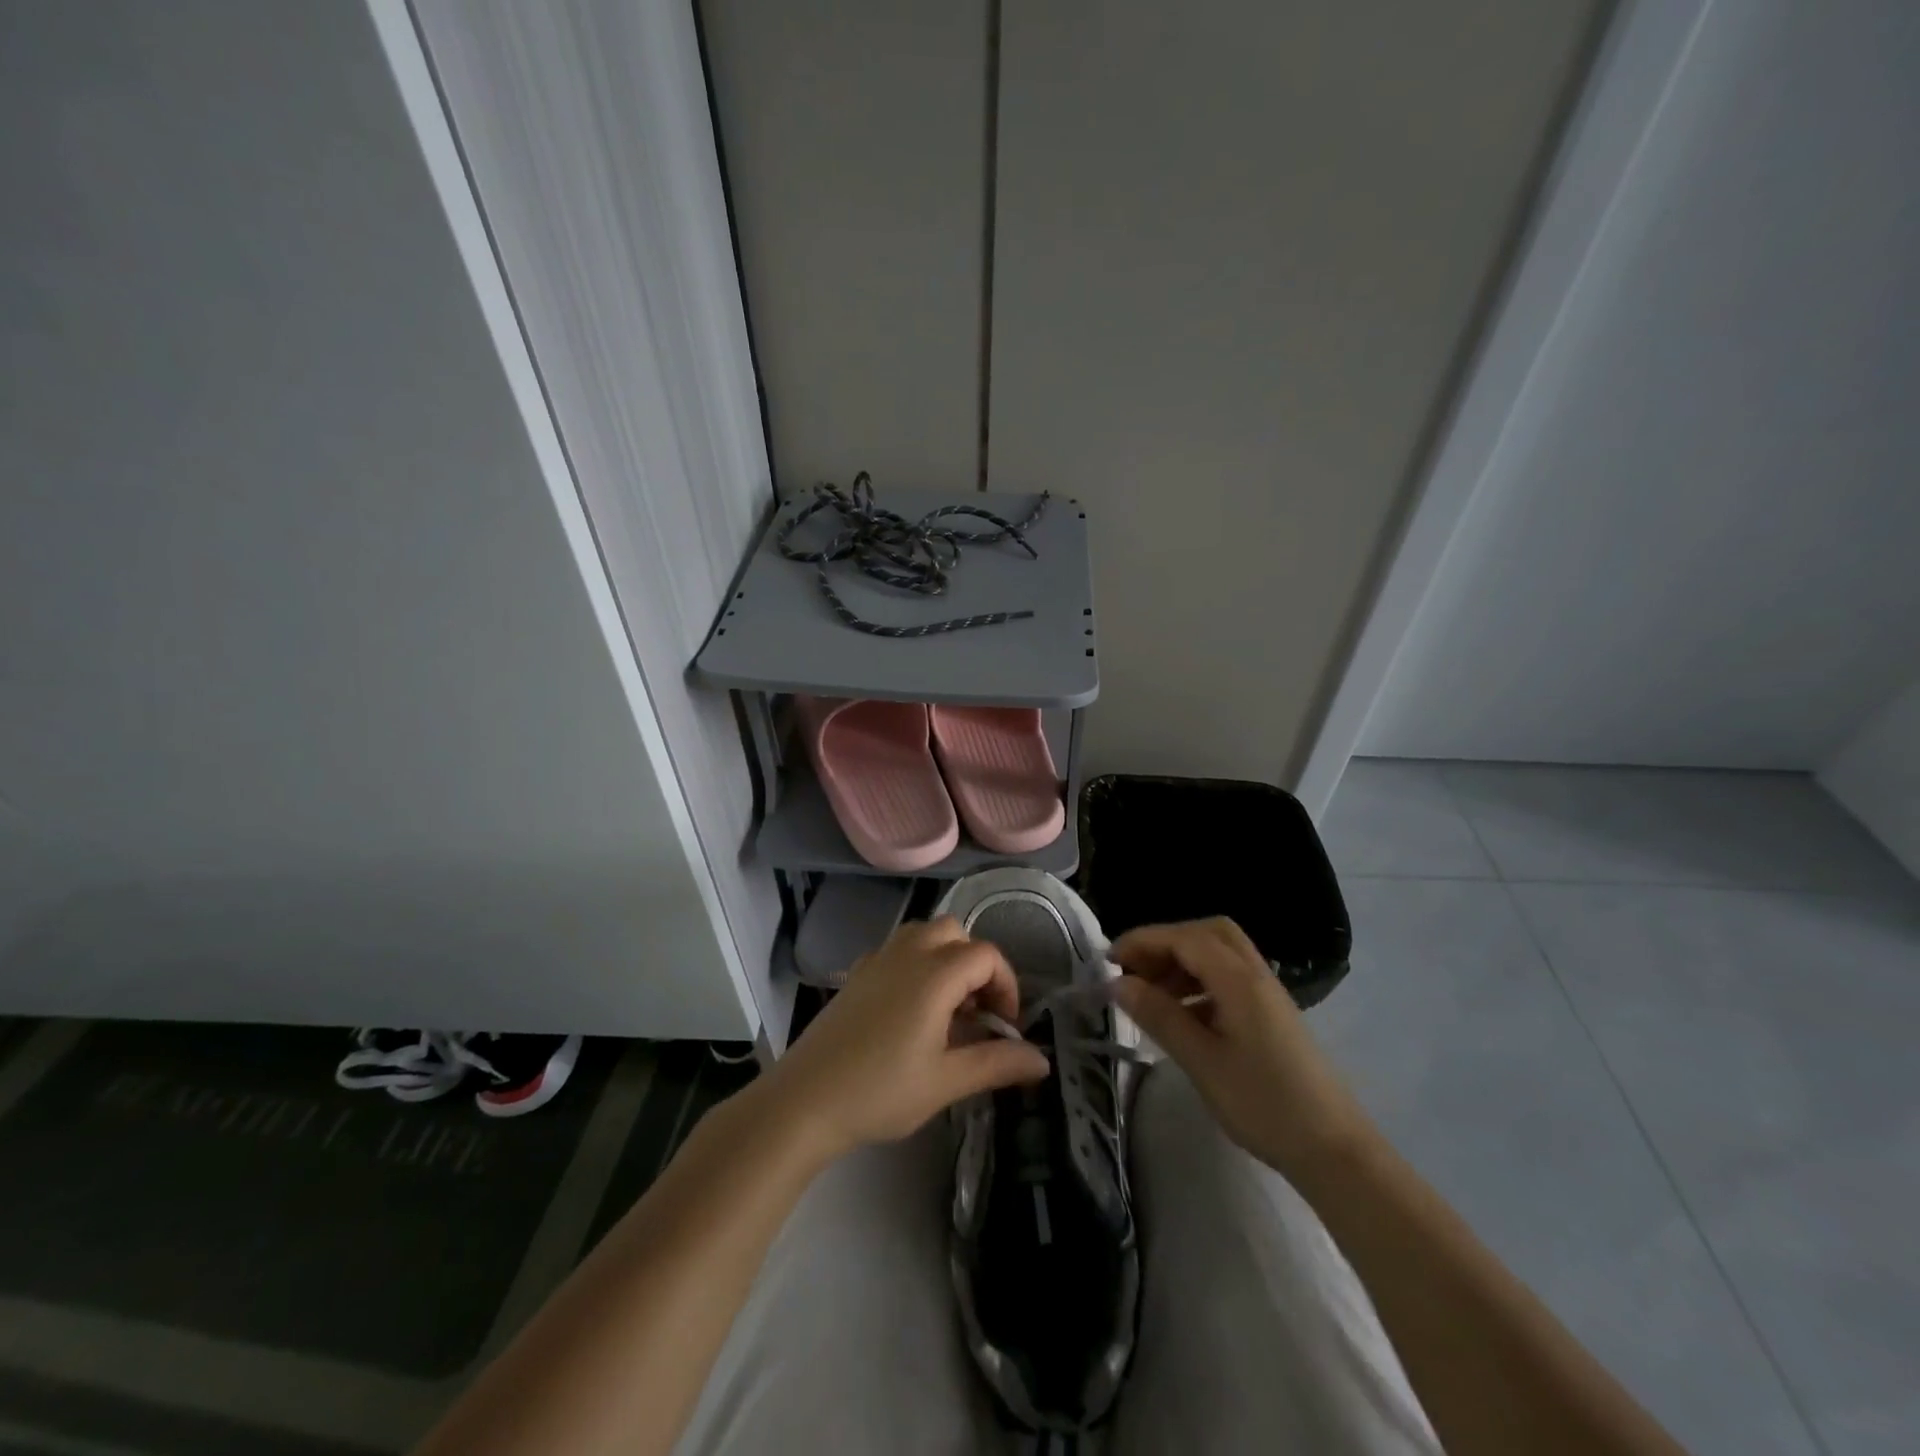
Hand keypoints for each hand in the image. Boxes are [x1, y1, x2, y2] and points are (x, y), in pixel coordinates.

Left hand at [763, 917, 1050, 1163]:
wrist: (805, 1100)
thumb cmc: (881, 1091)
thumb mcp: (946, 1082)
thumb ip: (997, 1063)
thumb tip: (1042, 1060)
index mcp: (934, 974)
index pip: (986, 956)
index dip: (1006, 986)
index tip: (1006, 1027)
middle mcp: (907, 953)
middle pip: (955, 932)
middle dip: (976, 965)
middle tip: (977, 1011)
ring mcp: (877, 959)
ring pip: (923, 934)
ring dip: (946, 958)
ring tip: (947, 1007)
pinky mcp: (856, 973)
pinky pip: (897, 948)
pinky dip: (916, 962)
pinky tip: (910, 1008)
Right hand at [1111, 918, 1375, 1179]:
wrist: (1335, 1151)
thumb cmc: (1264, 1105)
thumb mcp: (1202, 1061)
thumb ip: (1159, 1016)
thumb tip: (1118, 983)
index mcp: (1239, 980)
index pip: (1184, 938)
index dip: (1142, 941)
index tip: (1108, 962)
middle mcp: (1255, 975)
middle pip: (1206, 933)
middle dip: (1165, 943)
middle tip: (1134, 970)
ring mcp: (1267, 994)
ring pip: (1219, 954)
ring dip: (1181, 961)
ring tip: (1150, 994)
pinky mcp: (1271, 1014)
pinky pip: (1229, 977)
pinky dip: (1199, 981)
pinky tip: (1182, 1014)